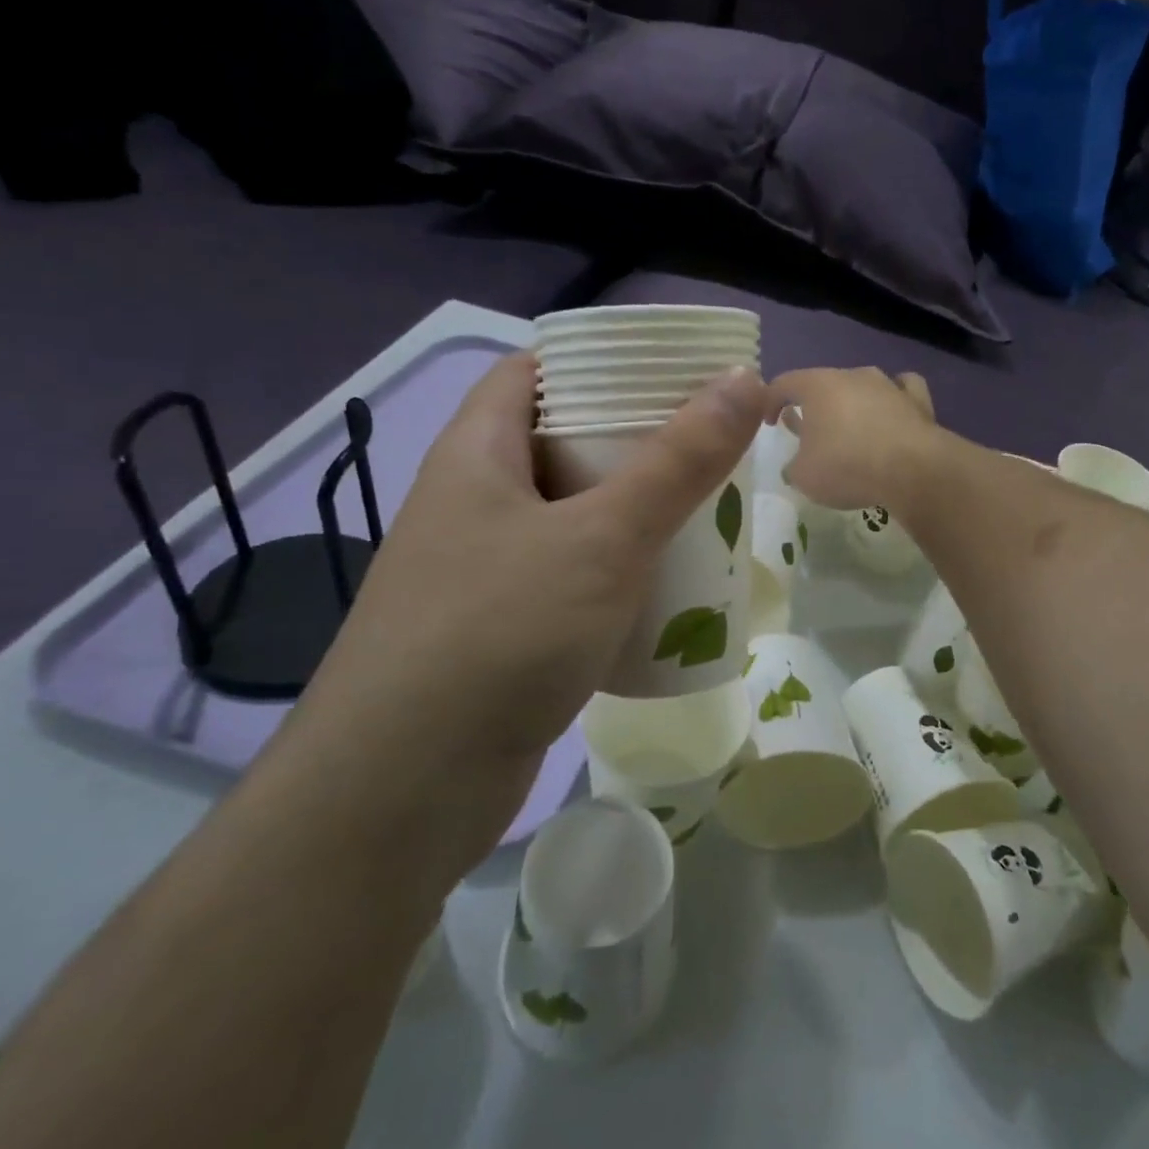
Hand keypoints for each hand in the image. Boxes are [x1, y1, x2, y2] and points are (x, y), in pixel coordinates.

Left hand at [290, 354, 765, 843]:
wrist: (403, 790)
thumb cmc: (499, 632)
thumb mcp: (603, 537)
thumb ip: (678, 460)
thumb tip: (745, 378)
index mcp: (477, 454)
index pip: (533, 371)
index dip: (598, 359)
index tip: (669, 368)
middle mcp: (473, 502)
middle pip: (560, 443)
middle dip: (633, 439)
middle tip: (707, 440)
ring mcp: (485, 569)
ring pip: (571, 515)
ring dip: (632, 510)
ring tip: (704, 506)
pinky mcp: (503, 628)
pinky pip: (571, 576)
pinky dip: (618, 571)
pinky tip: (668, 586)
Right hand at [767, 367, 940, 509]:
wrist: (912, 470)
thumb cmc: (846, 467)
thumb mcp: (804, 477)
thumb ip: (794, 467)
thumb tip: (796, 466)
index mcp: (817, 386)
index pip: (783, 383)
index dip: (770, 401)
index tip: (769, 422)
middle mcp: (852, 376)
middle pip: (824, 384)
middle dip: (813, 406)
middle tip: (809, 430)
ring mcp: (888, 384)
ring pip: (862, 386)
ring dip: (852, 404)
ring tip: (850, 427)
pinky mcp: (918, 400)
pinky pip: (902, 390)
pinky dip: (894, 400)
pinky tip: (893, 413)